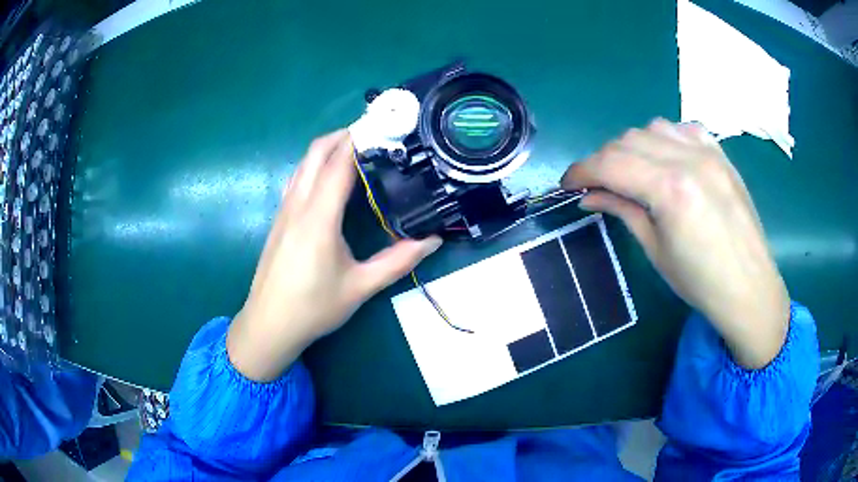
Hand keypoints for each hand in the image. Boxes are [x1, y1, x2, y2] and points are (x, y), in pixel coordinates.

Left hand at [227, 130, 442, 381]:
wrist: (269, 324)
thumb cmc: (313, 308)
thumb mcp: (360, 287)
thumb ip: (398, 261)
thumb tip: (433, 240)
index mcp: (319, 218)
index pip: (340, 164)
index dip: (361, 139)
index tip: (385, 125)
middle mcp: (298, 205)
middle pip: (317, 152)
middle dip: (344, 134)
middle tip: (375, 133)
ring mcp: (284, 209)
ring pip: (304, 162)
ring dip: (328, 147)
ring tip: (357, 148)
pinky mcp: (279, 217)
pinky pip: (297, 177)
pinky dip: (315, 164)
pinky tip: (330, 177)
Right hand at [561, 119, 789, 368]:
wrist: (749, 287)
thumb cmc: (700, 282)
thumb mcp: (655, 250)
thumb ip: (623, 210)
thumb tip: (590, 195)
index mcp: (670, 189)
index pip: (611, 163)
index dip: (581, 171)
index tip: (567, 184)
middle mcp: (688, 159)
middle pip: (628, 140)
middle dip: (604, 160)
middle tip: (598, 185)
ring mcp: (708, 152)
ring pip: (653, 127)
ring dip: (633, 146)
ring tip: (632, 171)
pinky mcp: (721, 154)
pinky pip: (683, 128)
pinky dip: (664, 137)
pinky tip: (665, 158)